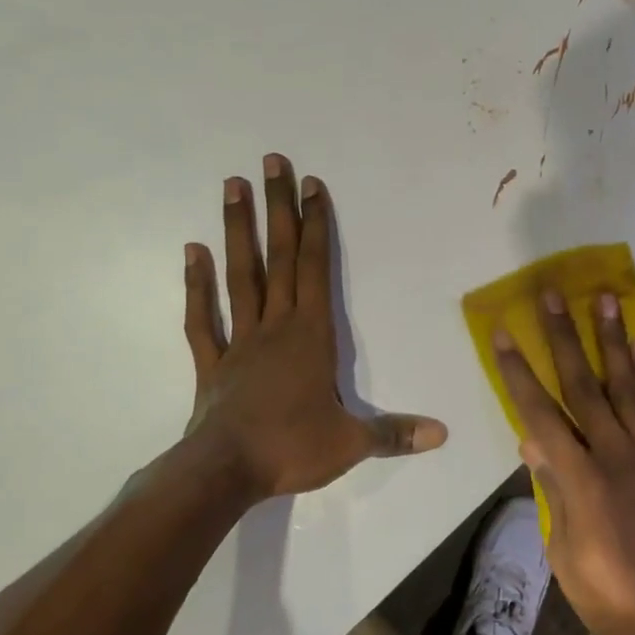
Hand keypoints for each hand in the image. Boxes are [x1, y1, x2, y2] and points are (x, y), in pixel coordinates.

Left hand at [180, 154, 446, 501]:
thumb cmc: (291, 449)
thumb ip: (395, 433)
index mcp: (310, 336)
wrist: (223, 472)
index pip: (315, 269)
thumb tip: (442, 434)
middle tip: (270, 162)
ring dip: (237, 230)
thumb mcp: (351, 444)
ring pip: (239, 276)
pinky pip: (202, 318)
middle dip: (278, 209)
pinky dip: (196, 285)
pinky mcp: (212, 363)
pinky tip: (192, 252)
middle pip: (278, 258)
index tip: (311, 185)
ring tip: (233, 186)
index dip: (316, 225)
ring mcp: (239, 341)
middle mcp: (275, 326)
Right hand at [490, 290, 634, 634]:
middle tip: (553, 295)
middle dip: (564, 337)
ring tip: (605, 300)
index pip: (541, 413)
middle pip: (586, 385)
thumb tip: (533, 442)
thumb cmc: (615, 599)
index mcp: (583, 481)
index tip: (504, 333)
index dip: (519, 371)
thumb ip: (553, 493)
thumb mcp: (566, 557)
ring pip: (629, 386)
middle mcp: (619, 455)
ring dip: (613, 340)